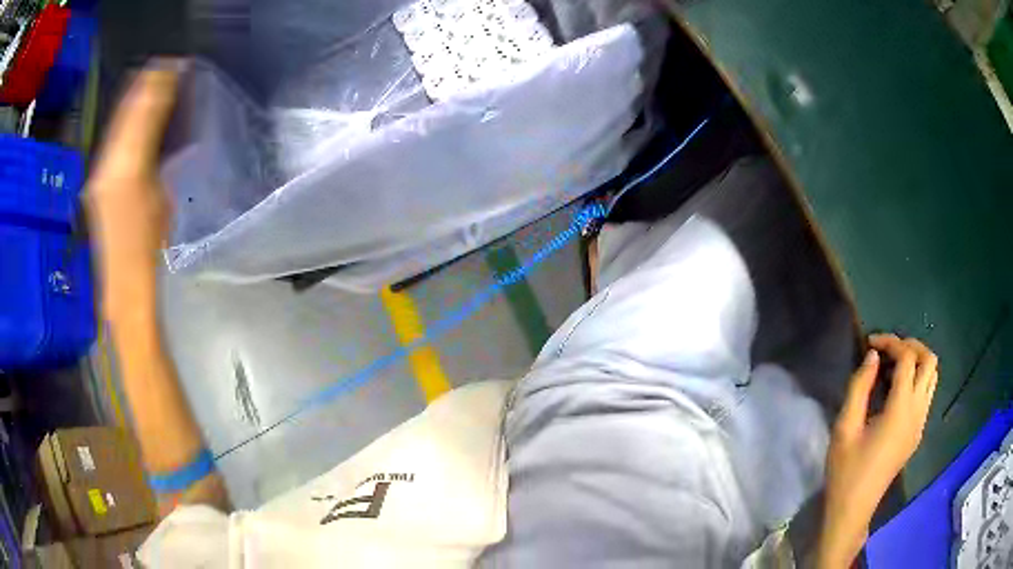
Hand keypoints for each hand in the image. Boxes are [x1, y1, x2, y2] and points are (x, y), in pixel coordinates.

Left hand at [86, 60, 181, 315]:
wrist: (121, 287)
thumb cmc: (146, 250)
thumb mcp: (160, 199)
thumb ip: (157, 158)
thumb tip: (160, 126)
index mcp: (124, 166)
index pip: (140, 111)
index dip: (158, 84)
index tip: (177, 65)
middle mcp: (106, 162)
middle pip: (125, 111)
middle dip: (147, 85)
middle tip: (169, 66)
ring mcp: (99, 172)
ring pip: (118, 122)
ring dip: (137, 98)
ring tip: (156, 80)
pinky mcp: (98, 182)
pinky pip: (114, 139)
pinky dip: (128, 119)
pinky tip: (137, 112)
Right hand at [817, 334, 937, 567]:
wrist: (854, 508)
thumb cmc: (846, 470)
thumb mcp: (845, 428)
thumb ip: (860, 387)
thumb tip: (873, 357)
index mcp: (901, 410)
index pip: (907, 358)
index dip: (891, 342)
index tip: (870, 343)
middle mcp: (917, 412)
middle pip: (929, 361)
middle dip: (911, 346)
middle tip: (888, 350)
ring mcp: (920, 423)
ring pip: (932, 377)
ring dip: (916, 362)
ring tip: (893, 367)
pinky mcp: (917, 433)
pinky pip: (926, 393)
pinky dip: (916, 380)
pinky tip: (895, 392)